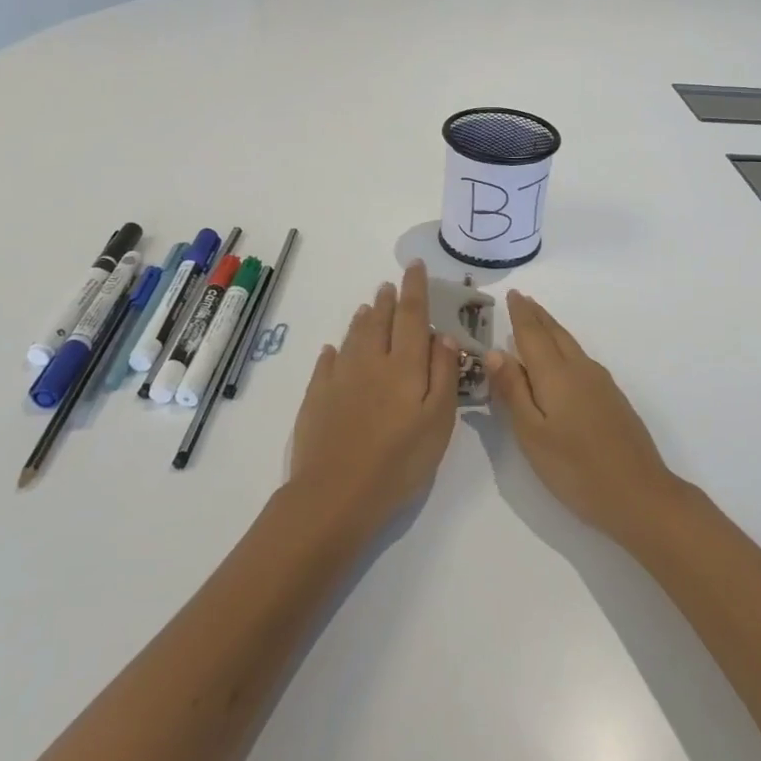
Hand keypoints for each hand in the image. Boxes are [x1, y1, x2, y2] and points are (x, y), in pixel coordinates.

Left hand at [288, 261, 460, 533]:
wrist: (336, 494)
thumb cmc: (399, 461)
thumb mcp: (439, 421)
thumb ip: (443, 374)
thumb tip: (443, 336)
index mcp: (405, 365)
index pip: (412, 315)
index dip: (415, 288)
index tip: (415, 266)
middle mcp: (371, 361)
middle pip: (379, 321)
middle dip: (387, 300)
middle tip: (390, 284)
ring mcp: (340, 378)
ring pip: (353, 337)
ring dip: (363, 318)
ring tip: (368, 306)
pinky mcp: (317, 397)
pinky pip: (326, 364)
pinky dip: (333, 351)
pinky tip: (333, 349)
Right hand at [488, 290, 681, 543]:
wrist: (639, 493)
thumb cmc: (575, 468)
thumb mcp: (532, 434)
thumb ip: (513, 391)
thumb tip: (495, 351)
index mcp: (556, 374)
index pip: (533, 334)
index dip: (521, 314)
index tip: (512, 294)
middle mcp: (580, 369)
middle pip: (555, 333)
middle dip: (537, 316)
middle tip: (523, 299)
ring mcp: (601, 383)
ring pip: (571, 345)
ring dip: (552, 329)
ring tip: (538, 321)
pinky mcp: (613, 398)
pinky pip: (581, 359)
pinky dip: (565, 348)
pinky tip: (563, 359)